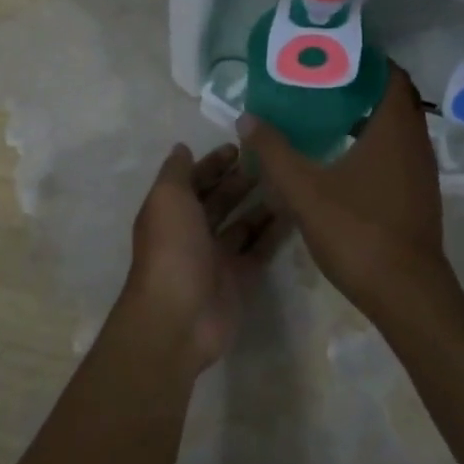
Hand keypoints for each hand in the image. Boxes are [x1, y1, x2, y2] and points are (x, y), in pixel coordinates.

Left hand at [121, 143, 286, 373]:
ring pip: (242, 224)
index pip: (194, 181)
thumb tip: (182, 148)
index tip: (239, 147)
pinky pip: (260, 249)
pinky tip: (296, 212)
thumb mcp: (167, 198)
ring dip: (261, 204)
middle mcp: (193, 233)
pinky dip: (275, 232)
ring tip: (287, 182)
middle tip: (270, 162)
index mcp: (171, 213)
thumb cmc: (172, 248)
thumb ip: (176, 172)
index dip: (213, 164)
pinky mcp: (240, 278)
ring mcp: (217, 258)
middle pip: (219, 201)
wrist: (180, 317)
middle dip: (240, 181)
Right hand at [235, 68, 455, 323]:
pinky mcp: (418, 194)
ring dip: (367, 115)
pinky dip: (374, 141)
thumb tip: (247, 118)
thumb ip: (274, 152)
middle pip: (394, 98)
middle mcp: (415, 143)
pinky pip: (398, 151)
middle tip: (321, 80)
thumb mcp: (305, 190)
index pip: (391, 75)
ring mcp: (421, 171)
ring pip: (397, 128)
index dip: (365, 60)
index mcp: (394, 130)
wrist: (406, 293)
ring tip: (325, 111)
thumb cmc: (358, 232)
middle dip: (361, 85)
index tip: (332, 54)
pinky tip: (342, 155)